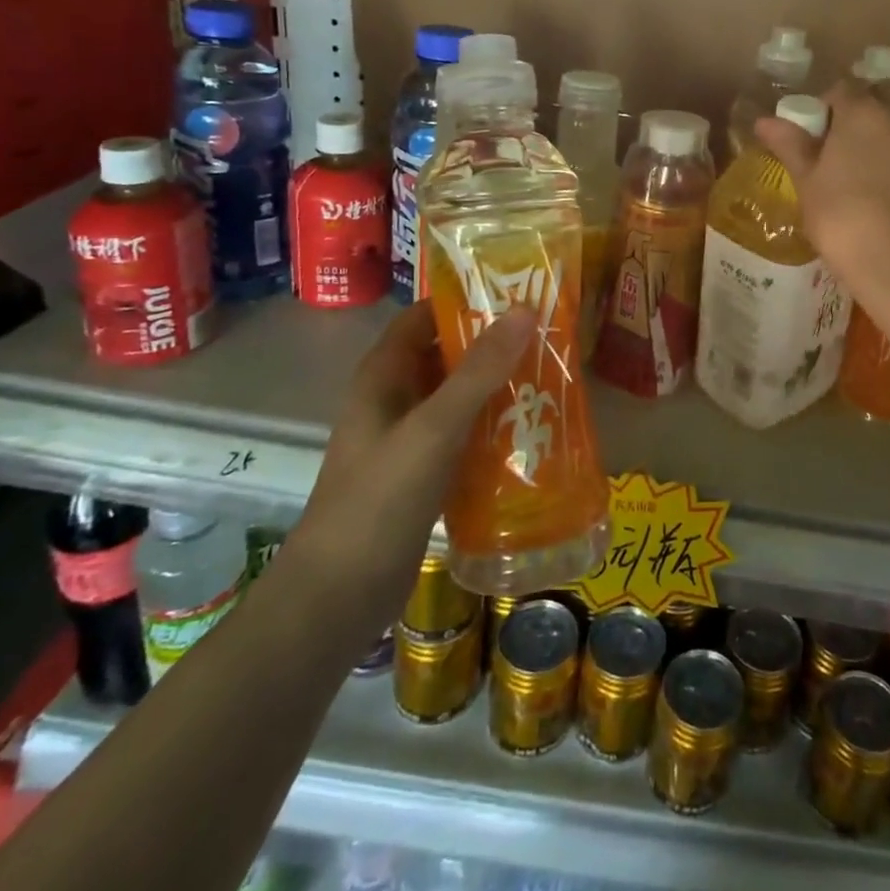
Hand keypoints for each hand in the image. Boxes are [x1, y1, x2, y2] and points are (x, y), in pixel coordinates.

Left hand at [291, 303, 531, 597]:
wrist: (337, 597)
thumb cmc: (380, 500)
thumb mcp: (434, 428)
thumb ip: (479, 371)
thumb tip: (524, 310)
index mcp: (384, 376)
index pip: (425, 316)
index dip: (465, 300)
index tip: (518, 293)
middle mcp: (394, 399)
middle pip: (446, 354)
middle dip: (493, 343)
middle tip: (549, 334)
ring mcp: (408, 438)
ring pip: (458, 396)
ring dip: (498, 385)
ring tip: (552, 375)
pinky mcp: (423, 473)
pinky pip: (464, 434)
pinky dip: (493, 425)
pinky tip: (532, 429)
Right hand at [754, 84, 889, 318]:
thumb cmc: (841, 218)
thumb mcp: (806, 182)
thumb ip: (790, 144)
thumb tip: (765, 120)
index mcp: (862, 113)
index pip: (841, 90)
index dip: (824, 108)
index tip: (813, 137)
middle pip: (877, 100)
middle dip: (858, 115)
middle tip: (837, 152)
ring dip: (882, 137)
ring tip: (862, 175)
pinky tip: (887, 195)